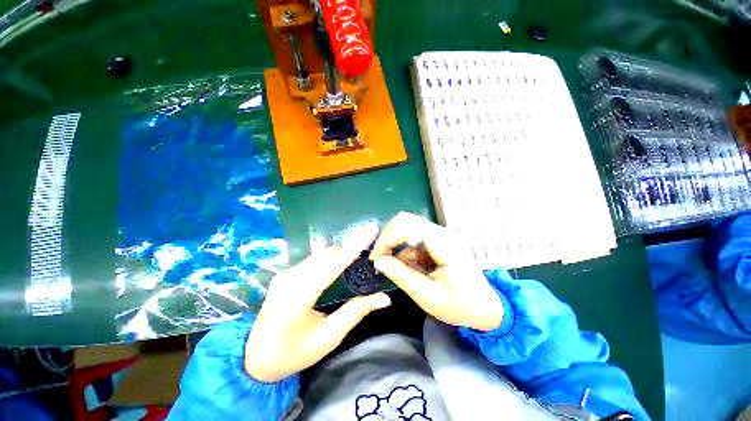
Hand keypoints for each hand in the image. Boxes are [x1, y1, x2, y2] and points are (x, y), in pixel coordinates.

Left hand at [245, 236, 390, 382]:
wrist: (255, 358)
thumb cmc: (293, 353)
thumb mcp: (327, 338)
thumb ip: (355, 313)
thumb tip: (384, 298)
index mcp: (296, 298)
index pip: (331, 266)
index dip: (353, 248)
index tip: (371, 231)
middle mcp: (288, 279)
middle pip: (327, 255)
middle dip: (351, 248)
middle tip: (372, 249)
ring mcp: (284, 274)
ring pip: (321, 255)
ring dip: (342, 252)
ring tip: (360, 255)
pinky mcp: (285, 273)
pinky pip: (314, 260)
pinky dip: (331, 258)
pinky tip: (341, 263)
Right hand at [369, 212, 502, 331]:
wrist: (487, 307)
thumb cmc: (461, 306)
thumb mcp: (427, 297)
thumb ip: (401, 276)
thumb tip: (378, 261)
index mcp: (443, 244)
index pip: (406, 226)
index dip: (386, 239)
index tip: (376, 258)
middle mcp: (441, 232)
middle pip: (405, 220)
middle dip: (387, 238)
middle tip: (380, 259)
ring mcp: (440, 234)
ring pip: (407, 227)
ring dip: (395, 244)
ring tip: (393, 267)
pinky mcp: (438, 240)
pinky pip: (413, 238)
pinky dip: (404, 251)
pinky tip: (408, 267)